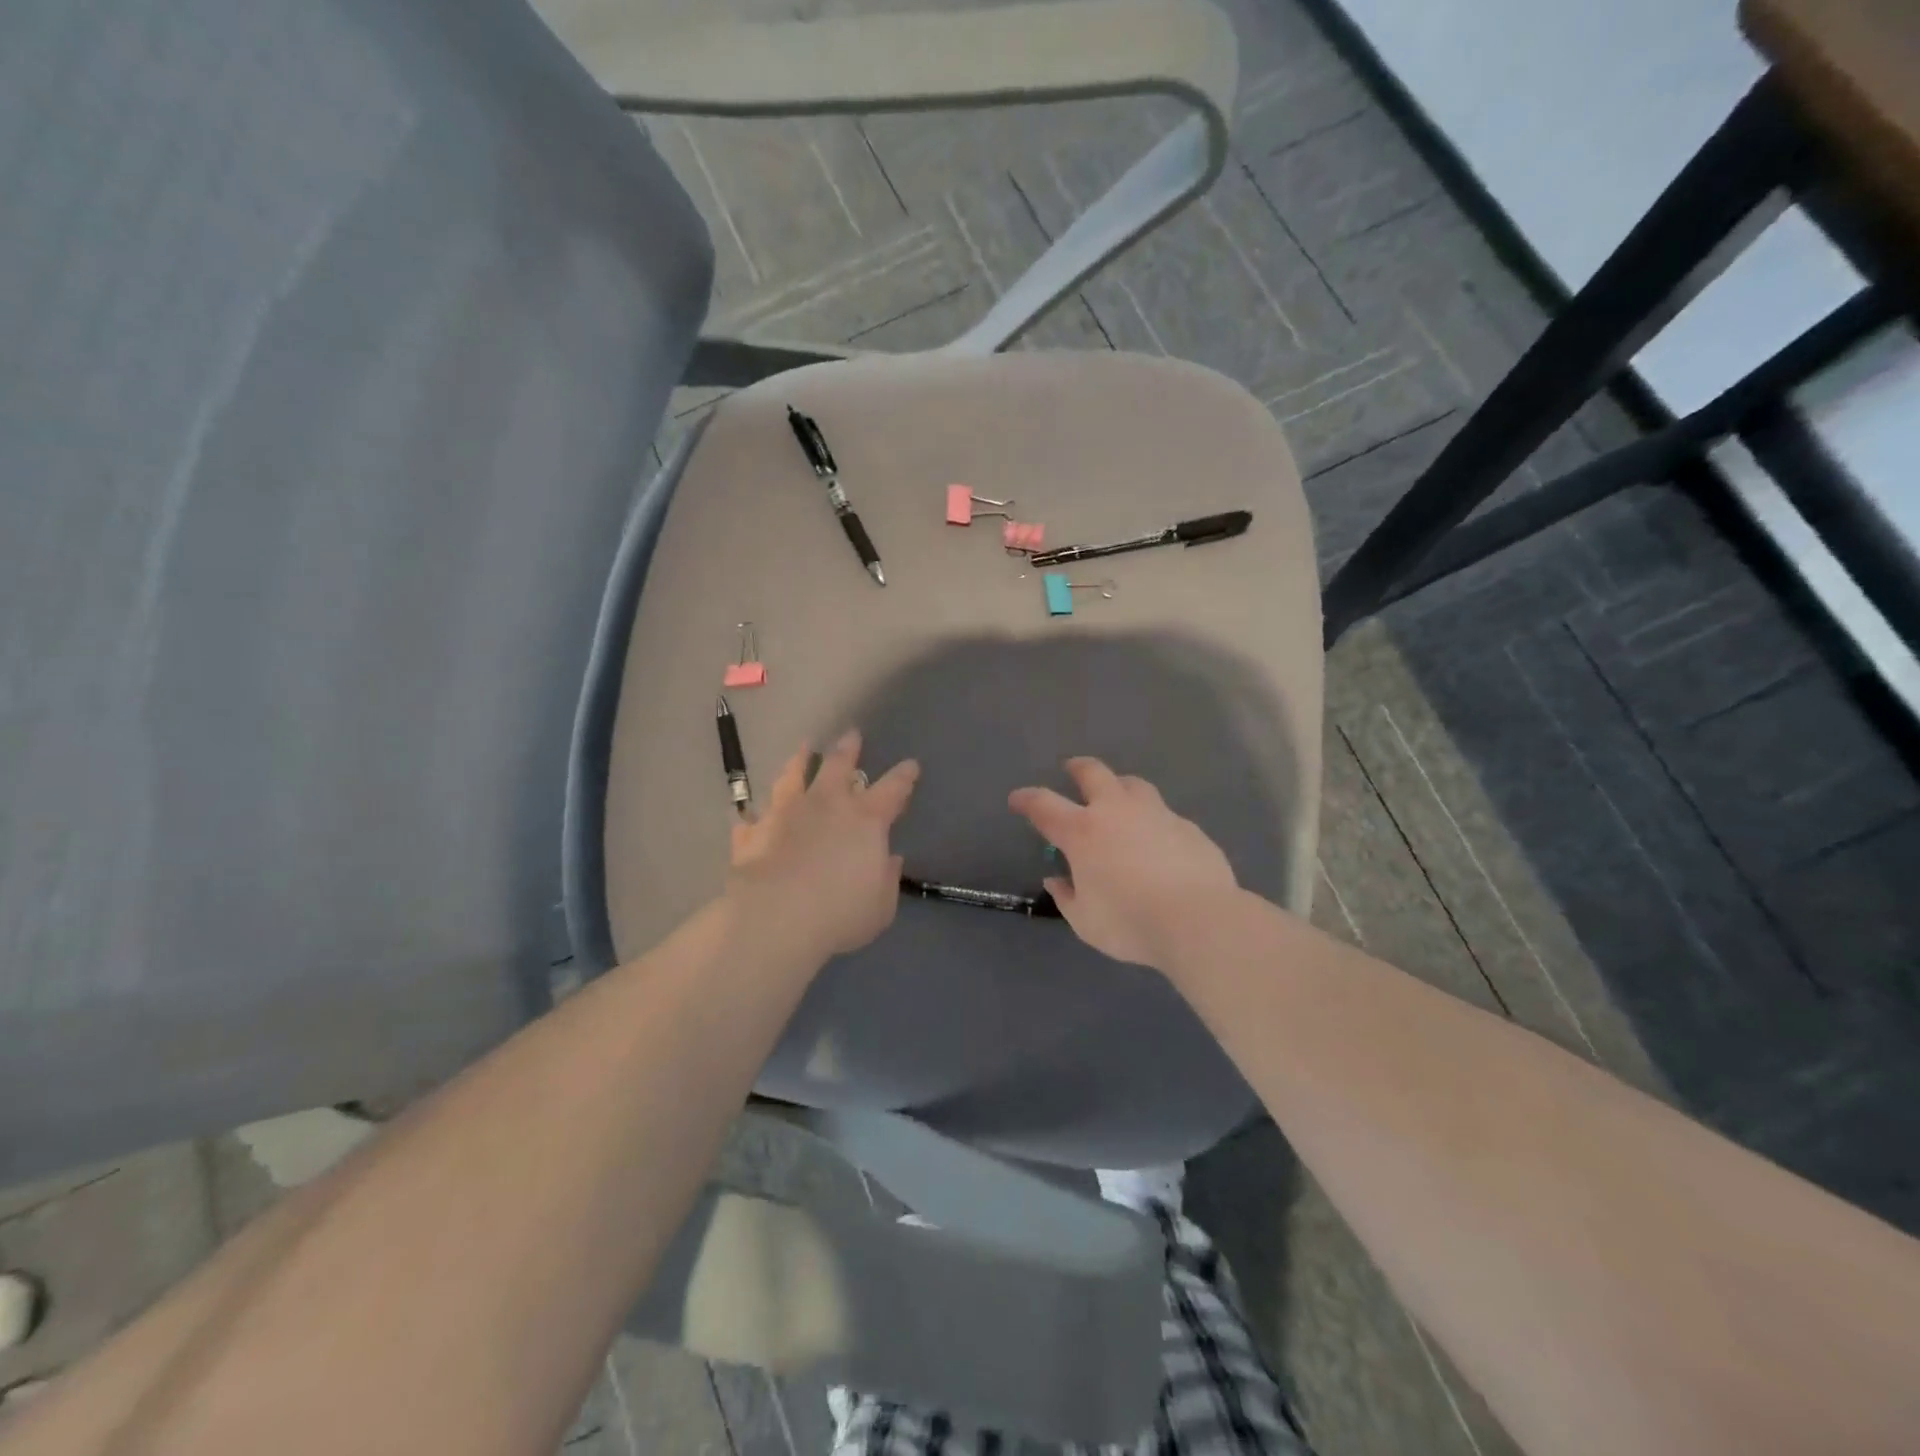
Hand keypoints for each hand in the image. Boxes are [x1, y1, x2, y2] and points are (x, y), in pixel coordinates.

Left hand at [727, 731, 918, 959]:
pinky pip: (753, 817)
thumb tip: (889, 858)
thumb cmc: (840, 914)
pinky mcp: (755, 831)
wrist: (776, 919)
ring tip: (802, 749)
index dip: (904, 776)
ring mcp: (787, 813)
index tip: (911, 765)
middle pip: (839, 765)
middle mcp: (827, 805)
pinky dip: (755, 814)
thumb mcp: (880, 905)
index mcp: (866, 820)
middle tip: (851, 734)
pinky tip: (750, 812)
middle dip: (849, 748)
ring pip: (793, 776)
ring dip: (799, 761)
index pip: (893, 789)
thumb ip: (887, 877)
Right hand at [1008, 758, 1236, 969]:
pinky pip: (1164, 814)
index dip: (1027, 799)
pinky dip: (1152, 820)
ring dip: (1119, 786)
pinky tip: (1158, 840)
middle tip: (1072, 770)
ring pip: (1133, 784)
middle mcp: (1117, 811)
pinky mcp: (1187, 827)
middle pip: (1093, 773)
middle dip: (1078, 768)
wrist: (1199, 919)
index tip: (1018, 799)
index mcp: (1083, 832)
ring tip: (1118, 797)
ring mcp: (1156, 814)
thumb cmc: (1131, 923)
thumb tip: (1057, 880)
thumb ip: (1067, 897)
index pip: (1044, 805)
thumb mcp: (1086, 922)